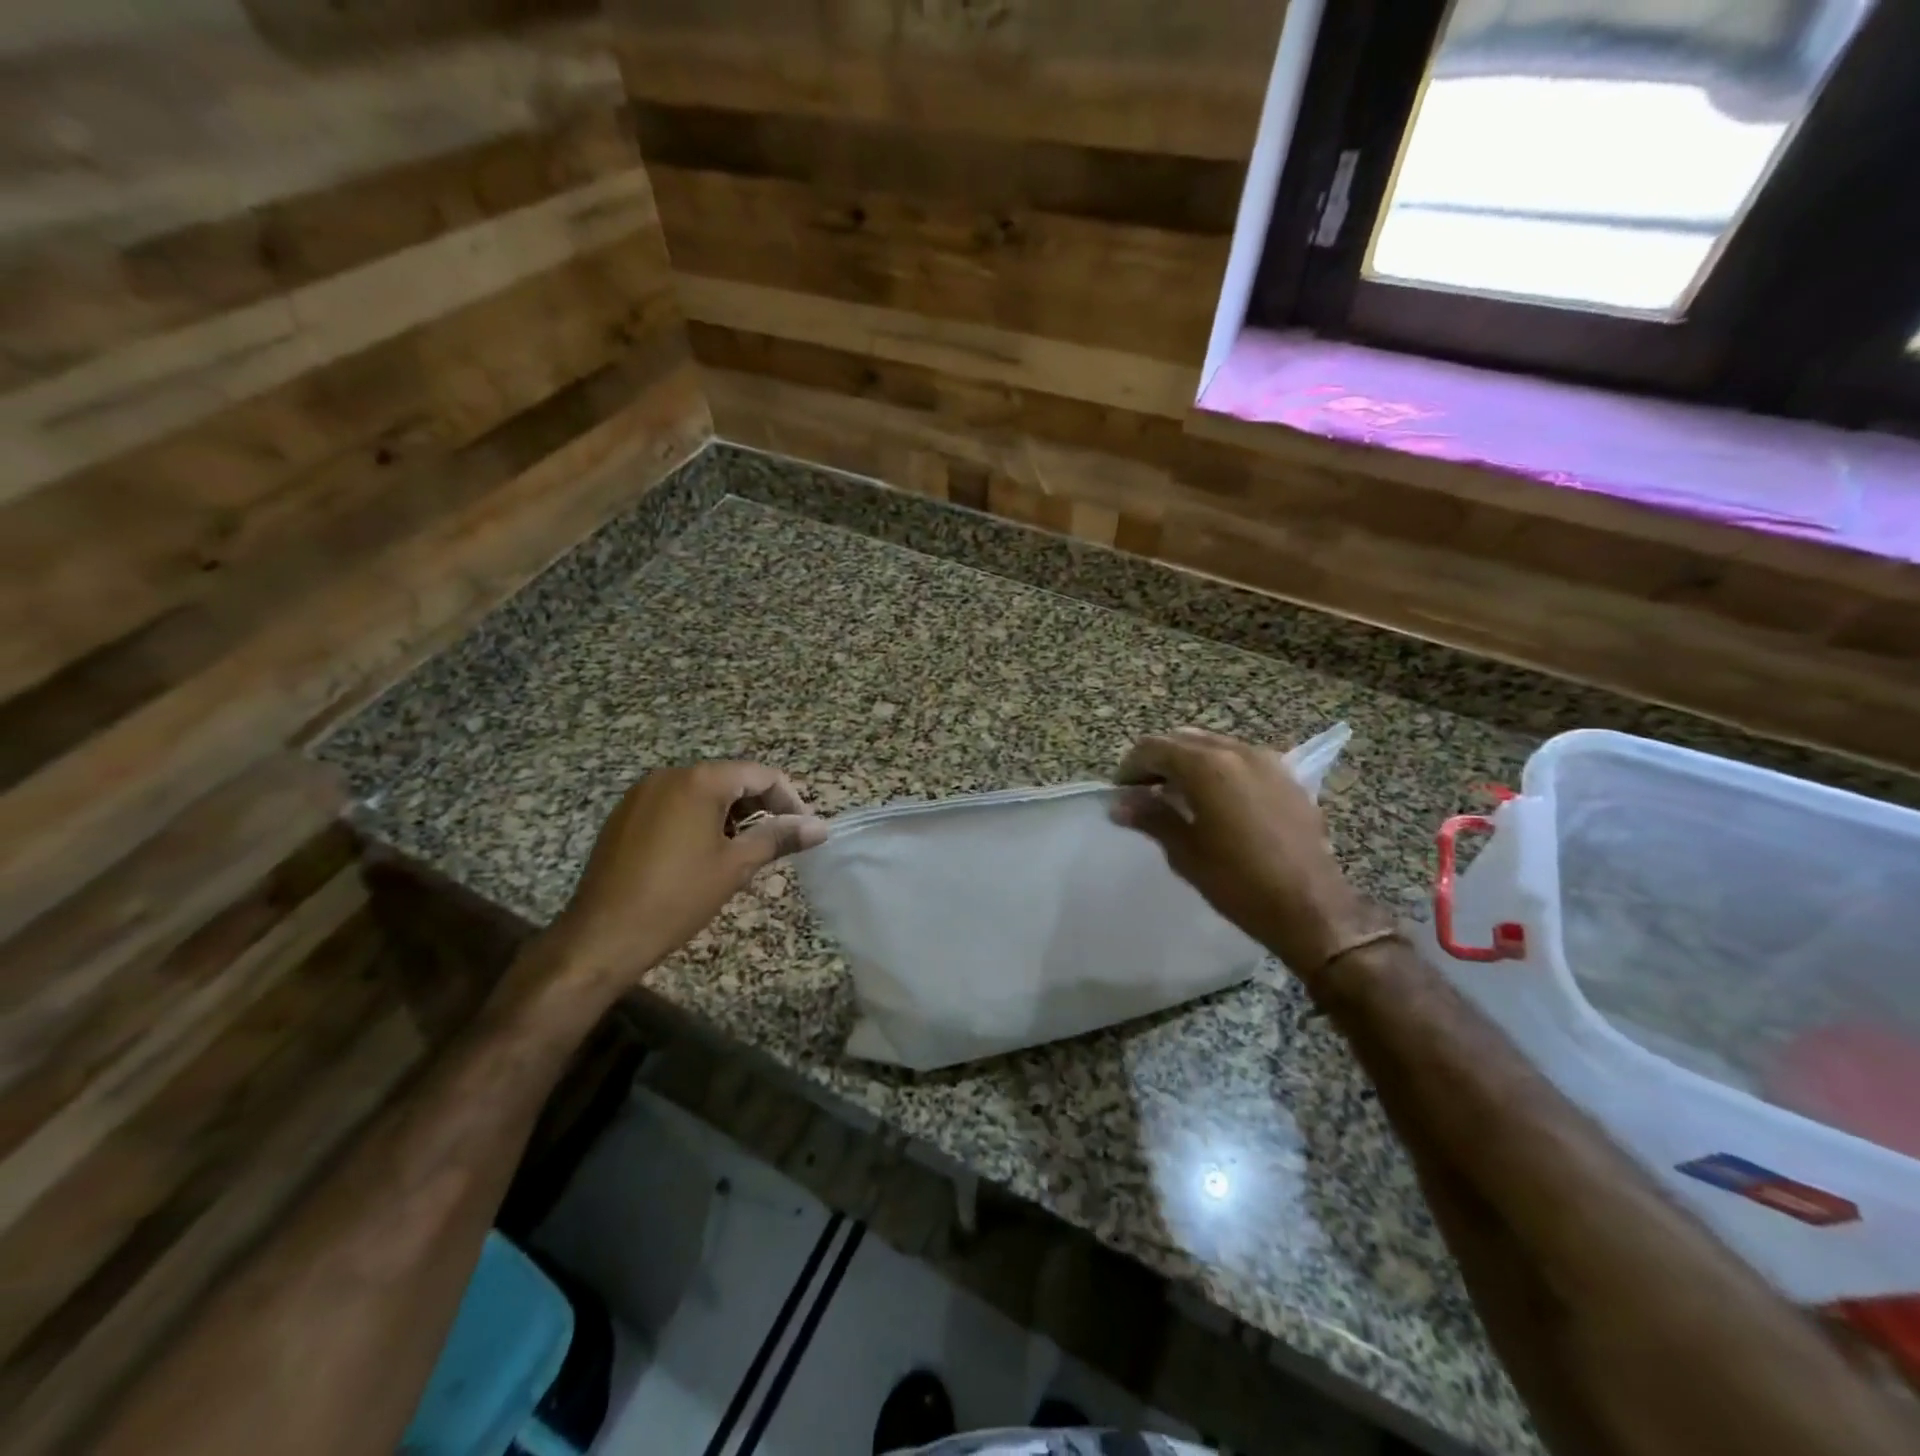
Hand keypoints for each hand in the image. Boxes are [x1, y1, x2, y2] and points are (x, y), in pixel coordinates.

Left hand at [549, 761, 827, 991]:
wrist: (601, 936)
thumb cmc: (677, 897)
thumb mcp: (735, 866)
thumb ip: (779, 838)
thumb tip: (820, 827)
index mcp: (699, 781)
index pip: (760, 775)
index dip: (789, 799)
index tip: (803, 830)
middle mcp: (669, 776)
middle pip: (730, 779)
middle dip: (760, 806)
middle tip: (778, 841)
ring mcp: (642, 794)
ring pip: (702, 792)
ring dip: (731, 814)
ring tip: (744, 850)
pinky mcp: (625, 815)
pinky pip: (675, 805)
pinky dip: (699, 819)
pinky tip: (704, 853)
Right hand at [1113, 729, 1381, 975]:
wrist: (1311, 908)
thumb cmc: (1238, 883)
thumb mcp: (1185, 852)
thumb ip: (1151, 818)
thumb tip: (1120, 804)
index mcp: (1207, 766)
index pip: (1154, 748)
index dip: (1130, 767)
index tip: (1121, 792)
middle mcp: (1238, 752)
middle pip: (1184, 740)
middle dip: (1159, 760)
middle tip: (1144, 792)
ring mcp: (1268, 762)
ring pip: (1215, 746)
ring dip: (1190, 762)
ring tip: (1179, 795)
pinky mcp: (1288, 779)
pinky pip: (1242, 760)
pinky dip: (1220, 769)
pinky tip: (1217, 802)